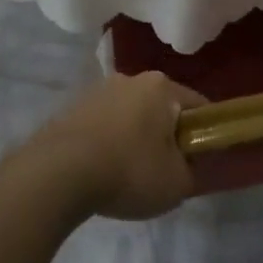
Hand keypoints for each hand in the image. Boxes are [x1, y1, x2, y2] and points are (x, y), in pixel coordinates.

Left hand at [27, 71, 207, 220]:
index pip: (197, 105)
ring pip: (128, 116)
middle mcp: (129, 79)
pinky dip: (107, 145)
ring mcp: (95, 92)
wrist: (57, 175)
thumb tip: (183, 165)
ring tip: (129, 175)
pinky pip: (101, 128)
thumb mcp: (177, 183)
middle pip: (160, 108)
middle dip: (166, 134)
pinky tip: (102, 172)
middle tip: (166, 168)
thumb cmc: (129, 171)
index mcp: (161, 87)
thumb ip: (190, 171)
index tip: (202, 156)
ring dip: (134, 138)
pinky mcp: (68, 111)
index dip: (204, 132)